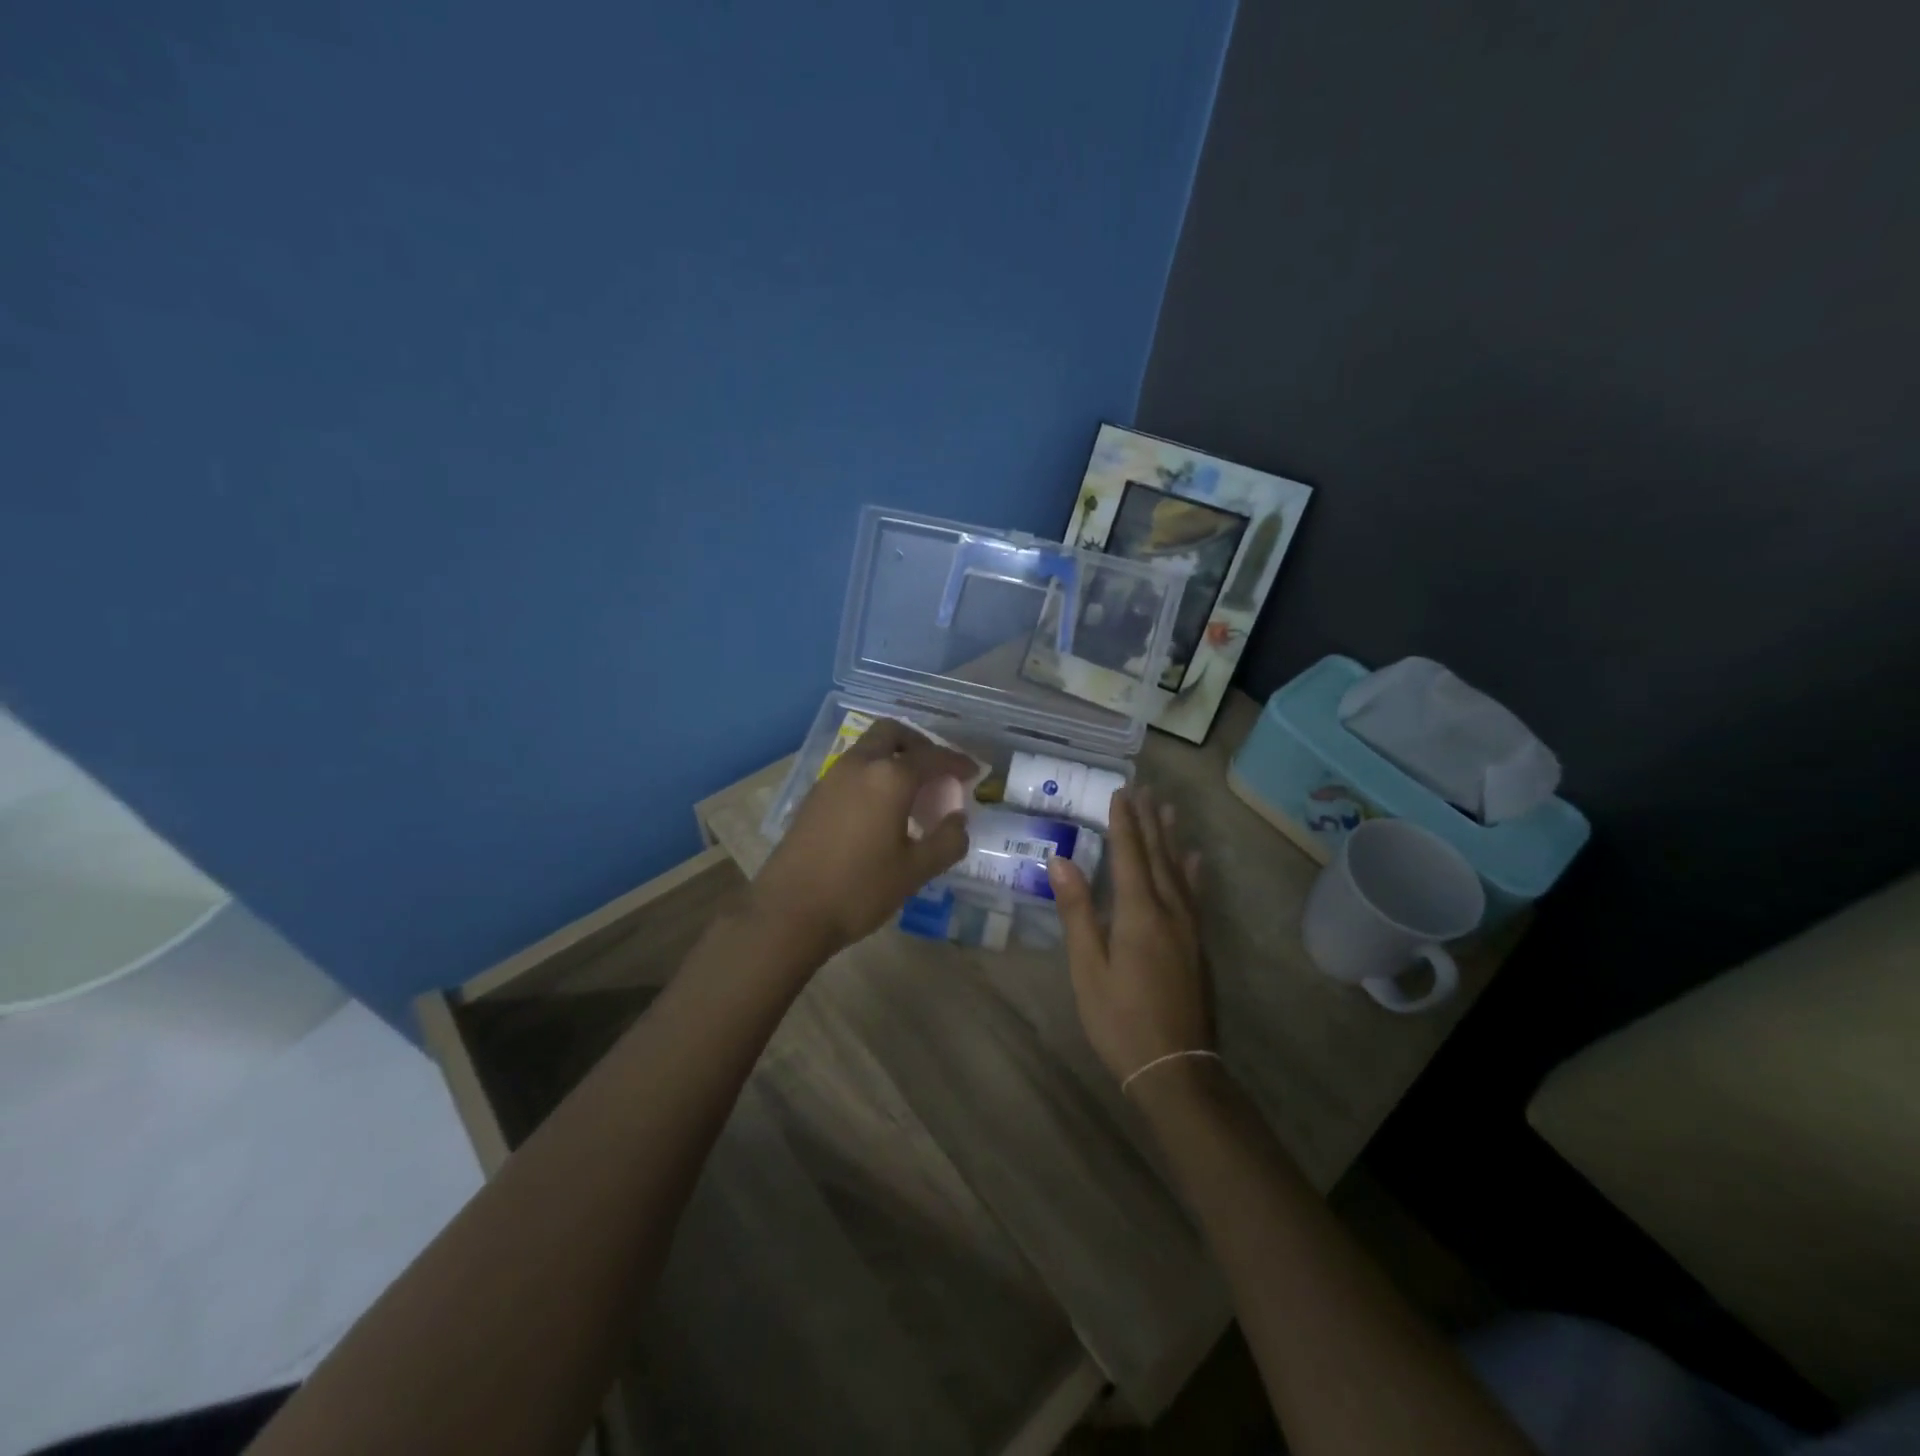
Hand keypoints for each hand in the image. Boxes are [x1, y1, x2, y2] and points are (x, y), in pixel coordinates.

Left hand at [751, 718, 975, 961]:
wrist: (789, 912)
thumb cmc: (859, 890)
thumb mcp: (916, 871)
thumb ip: (947, 840)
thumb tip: (958, 819)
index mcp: (889, 778)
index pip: (932, 757)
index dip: (957, 762)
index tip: (973, 771)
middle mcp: (859, 765)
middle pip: (892, 733)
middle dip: (919, 745)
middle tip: (937, 771)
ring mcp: (831, 778)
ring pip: (868, 749)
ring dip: (893, 758)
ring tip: (912, 793)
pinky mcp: (814, 796)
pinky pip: (852, 770)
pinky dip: (873, 775)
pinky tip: (881, 810)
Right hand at [1048, 786, 1210, 1087]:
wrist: (1176, 1068)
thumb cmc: (1120, 1020)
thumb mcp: (1088, 968)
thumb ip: (1078, 912)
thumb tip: (1060, 861)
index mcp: (1139, 914)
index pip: (1129, 855)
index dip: (1123, 823)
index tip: (1120, 792)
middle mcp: (1170, 912)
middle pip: (1158, 857)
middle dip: (1149, 822)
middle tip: (1145, 790)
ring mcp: (1189, 929)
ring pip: (1180, 872)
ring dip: (1172, 839)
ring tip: (1170, 810)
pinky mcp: (1198, 946)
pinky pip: (1194, 895)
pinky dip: (1192, 872)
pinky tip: (1195, 861)